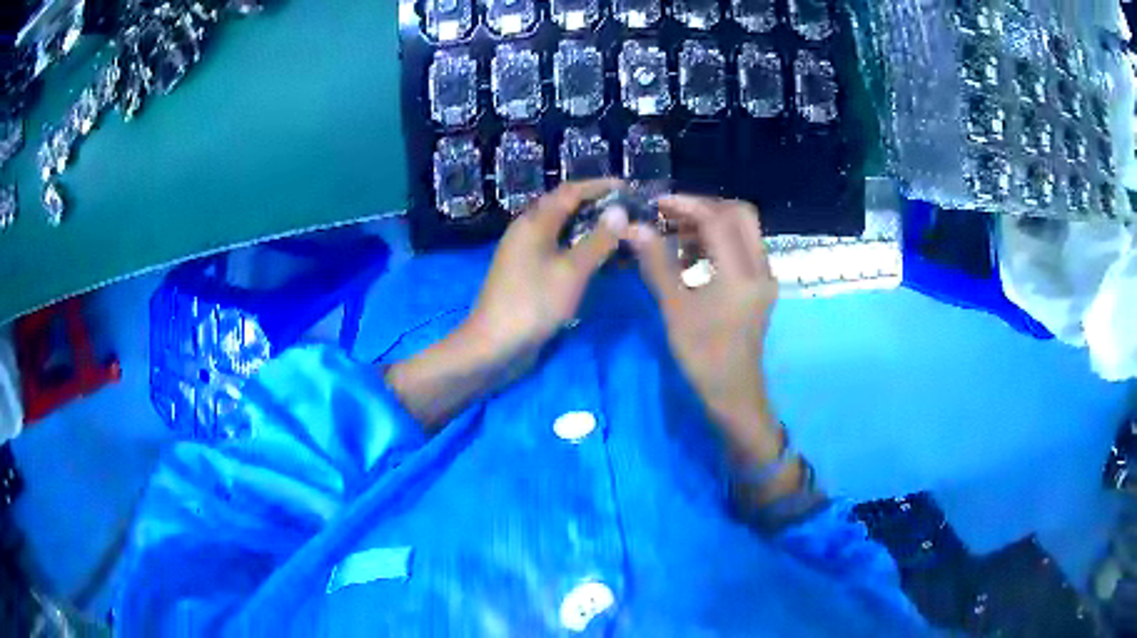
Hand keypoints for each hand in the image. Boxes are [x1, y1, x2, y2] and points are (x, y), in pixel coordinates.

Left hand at [463, 179, 625, 370]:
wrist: (494, 346)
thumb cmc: (533, 304)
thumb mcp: (572, 271)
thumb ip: (598, 240)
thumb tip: (620, 211)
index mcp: (535, 222)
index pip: (571, 191)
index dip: (601, 187)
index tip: (630, 189)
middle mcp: (529, 231)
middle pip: (568, 209)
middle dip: (600, 209)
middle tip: (632, 214)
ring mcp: (528, 255)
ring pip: (566, 233)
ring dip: (594, 232)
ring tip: (625, 237)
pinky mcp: (531, 276)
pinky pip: (561, 254)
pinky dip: (584, 253)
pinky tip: (605, 263)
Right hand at [626, 195, 778, 442]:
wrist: (733, 393)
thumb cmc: (703, 355)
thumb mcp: (675, 308)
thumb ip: (657, 263)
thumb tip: (634, 228)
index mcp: (741, 272)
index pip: (718, 219)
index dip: (686, 205)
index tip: (657, 205)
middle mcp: (760, 267)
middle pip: (740, 214)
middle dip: (704, 207)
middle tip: (672, 215)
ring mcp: (764, 277)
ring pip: (743, 231)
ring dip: (712, 224)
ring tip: (676, 235)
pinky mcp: (760, 287)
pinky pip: (743, 249)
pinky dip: (720, 242)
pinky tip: (692, 257)